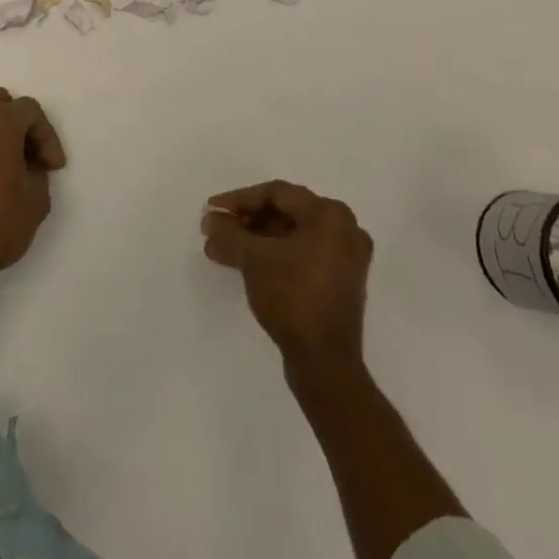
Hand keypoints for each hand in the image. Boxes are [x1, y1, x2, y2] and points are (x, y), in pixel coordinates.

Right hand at [202, 180, 373, 372]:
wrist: (325, 364)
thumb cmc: (292, 298)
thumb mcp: (254, 260)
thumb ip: (229, 234)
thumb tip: (210, 220)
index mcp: (330, 214)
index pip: (277, 194)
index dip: (240, 200)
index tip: (212, 210)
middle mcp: (346, 228)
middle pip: (287, 212)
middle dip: (248, 221)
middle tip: (218, 230)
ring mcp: (348, 257)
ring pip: (295, 235)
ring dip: (259, 240)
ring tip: (226, 250)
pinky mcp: (343, 282)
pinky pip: (305, 254)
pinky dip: (277, 255)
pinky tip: (250, 265)